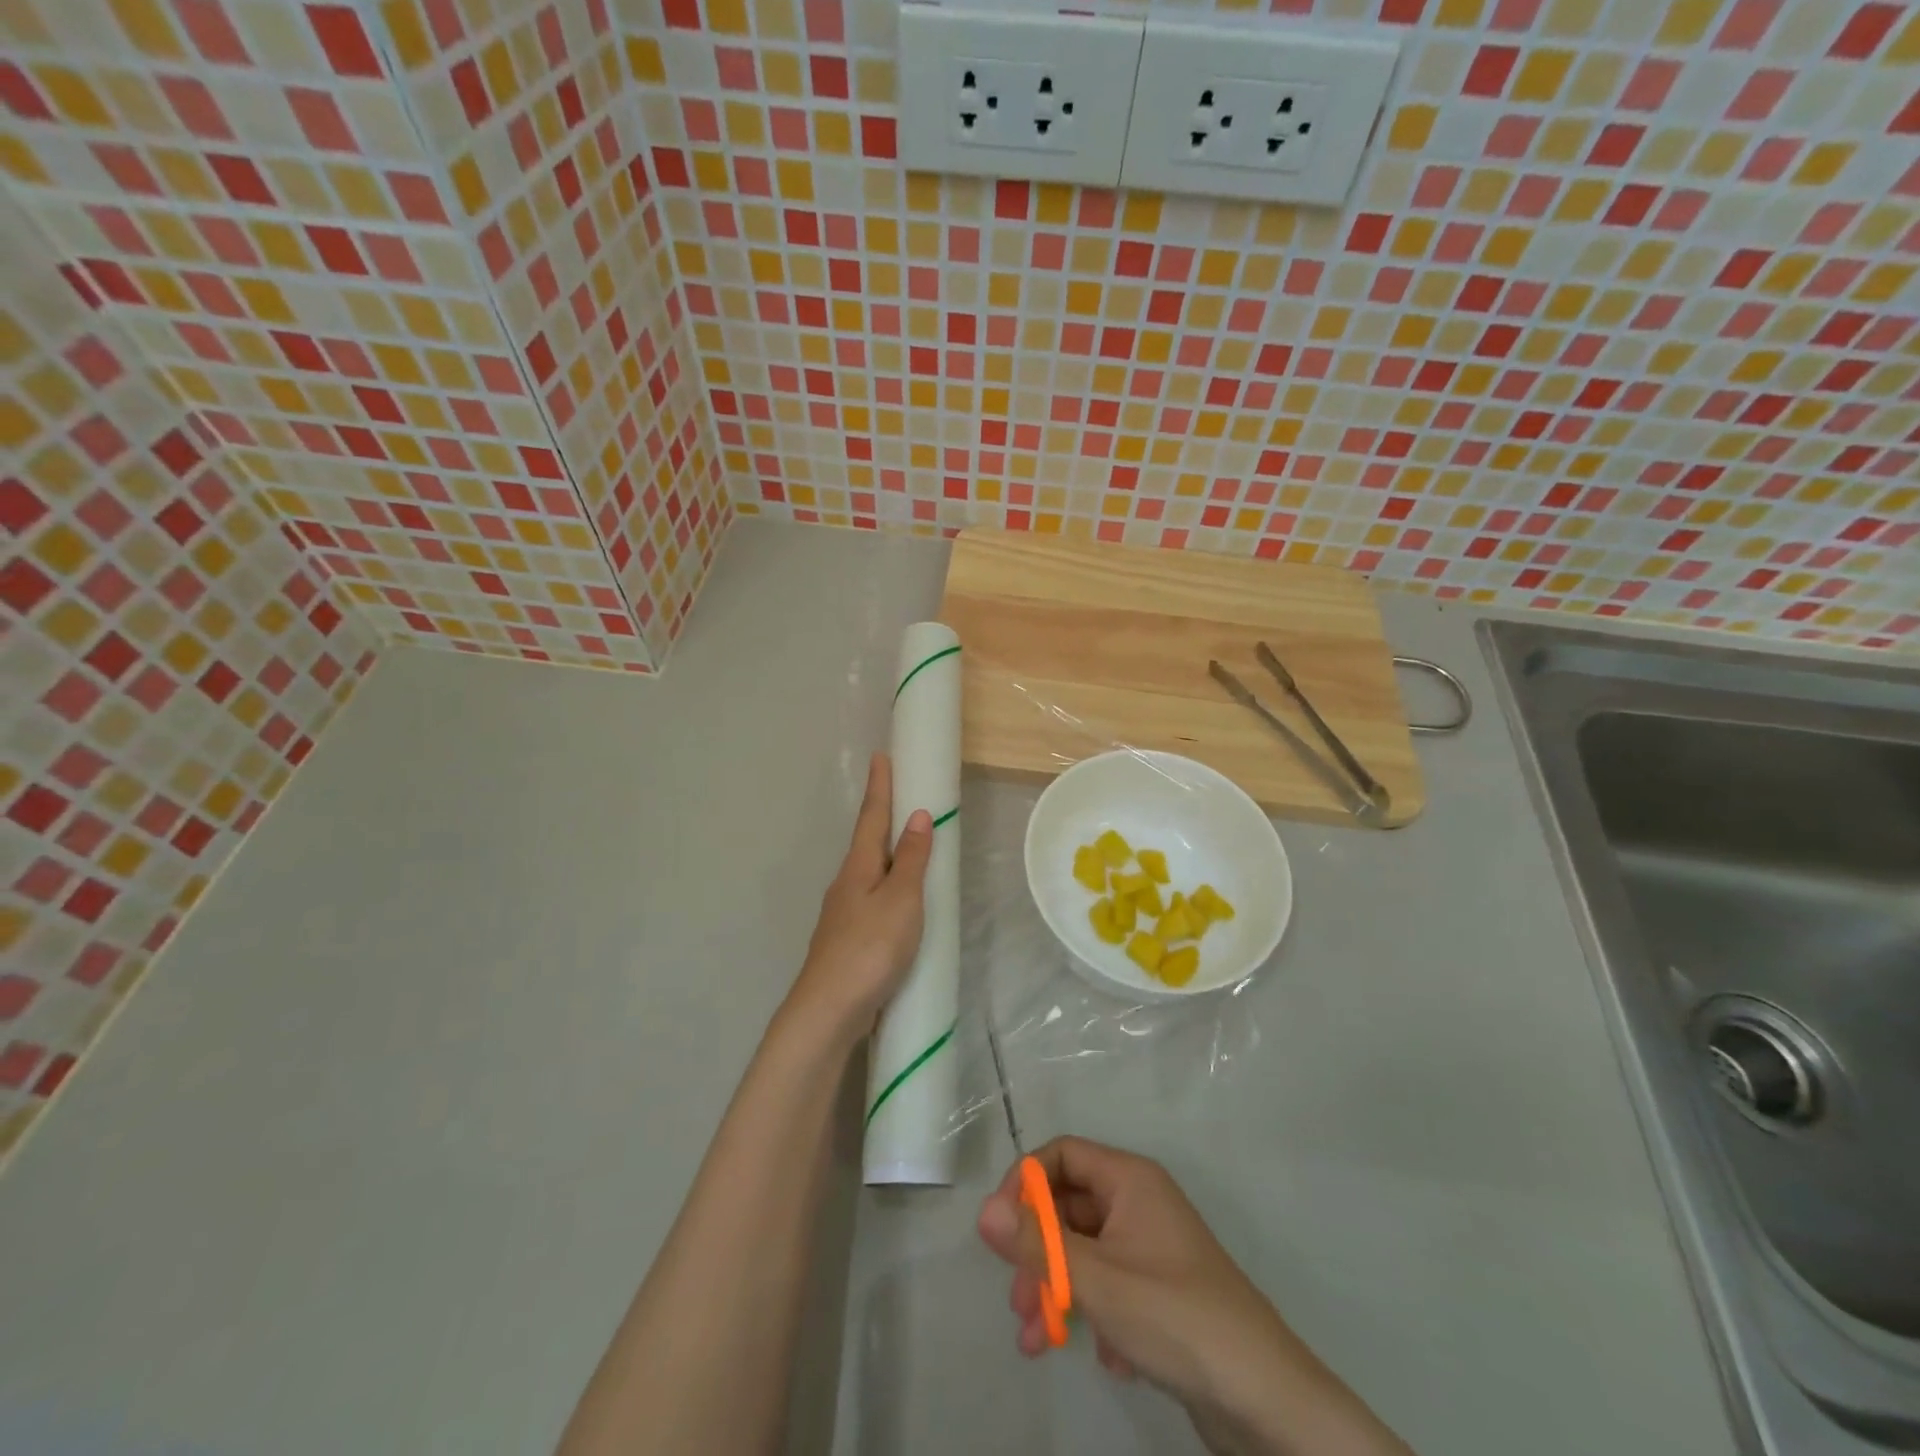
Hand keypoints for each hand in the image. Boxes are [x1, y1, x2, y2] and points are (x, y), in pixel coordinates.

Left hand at [786, 754, 932, 1038]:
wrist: (829, 1009)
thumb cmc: (870, 948)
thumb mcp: (900, 900)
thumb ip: (910, 859)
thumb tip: (917, 815)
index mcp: (858, 867)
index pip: (871, 816)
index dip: (879, 786)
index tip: (880, 756)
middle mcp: (846, 883)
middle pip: (866, 841)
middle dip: (881, 816)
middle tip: (900, 794)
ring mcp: (843, 913)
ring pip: (868, 871)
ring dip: (885, 852)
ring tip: (906, 843)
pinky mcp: (848, 939)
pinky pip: (872, 898)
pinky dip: (887, 885)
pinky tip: (897, 901)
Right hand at [977, 1137, 1280, 1401]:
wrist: (1266, 1400)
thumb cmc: (1176, 1318)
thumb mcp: (1097, 1281)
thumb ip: (1037, 1245)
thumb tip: (981, 1210)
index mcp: (1129, 1179)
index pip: (1062, 1155)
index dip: (1026, 1184)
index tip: (1002, 1231)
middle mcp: (1140, 1202)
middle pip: (1069, 1207)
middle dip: (1038, 1253)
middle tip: (1018, 1302)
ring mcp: (1152, 1248)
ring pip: (1086, 1252)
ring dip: (1058, 1290)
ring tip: (1038, 1341)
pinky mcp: (1162, 1291)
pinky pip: (1111, 1285)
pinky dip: (1096, 1314)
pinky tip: (1108, 1357)